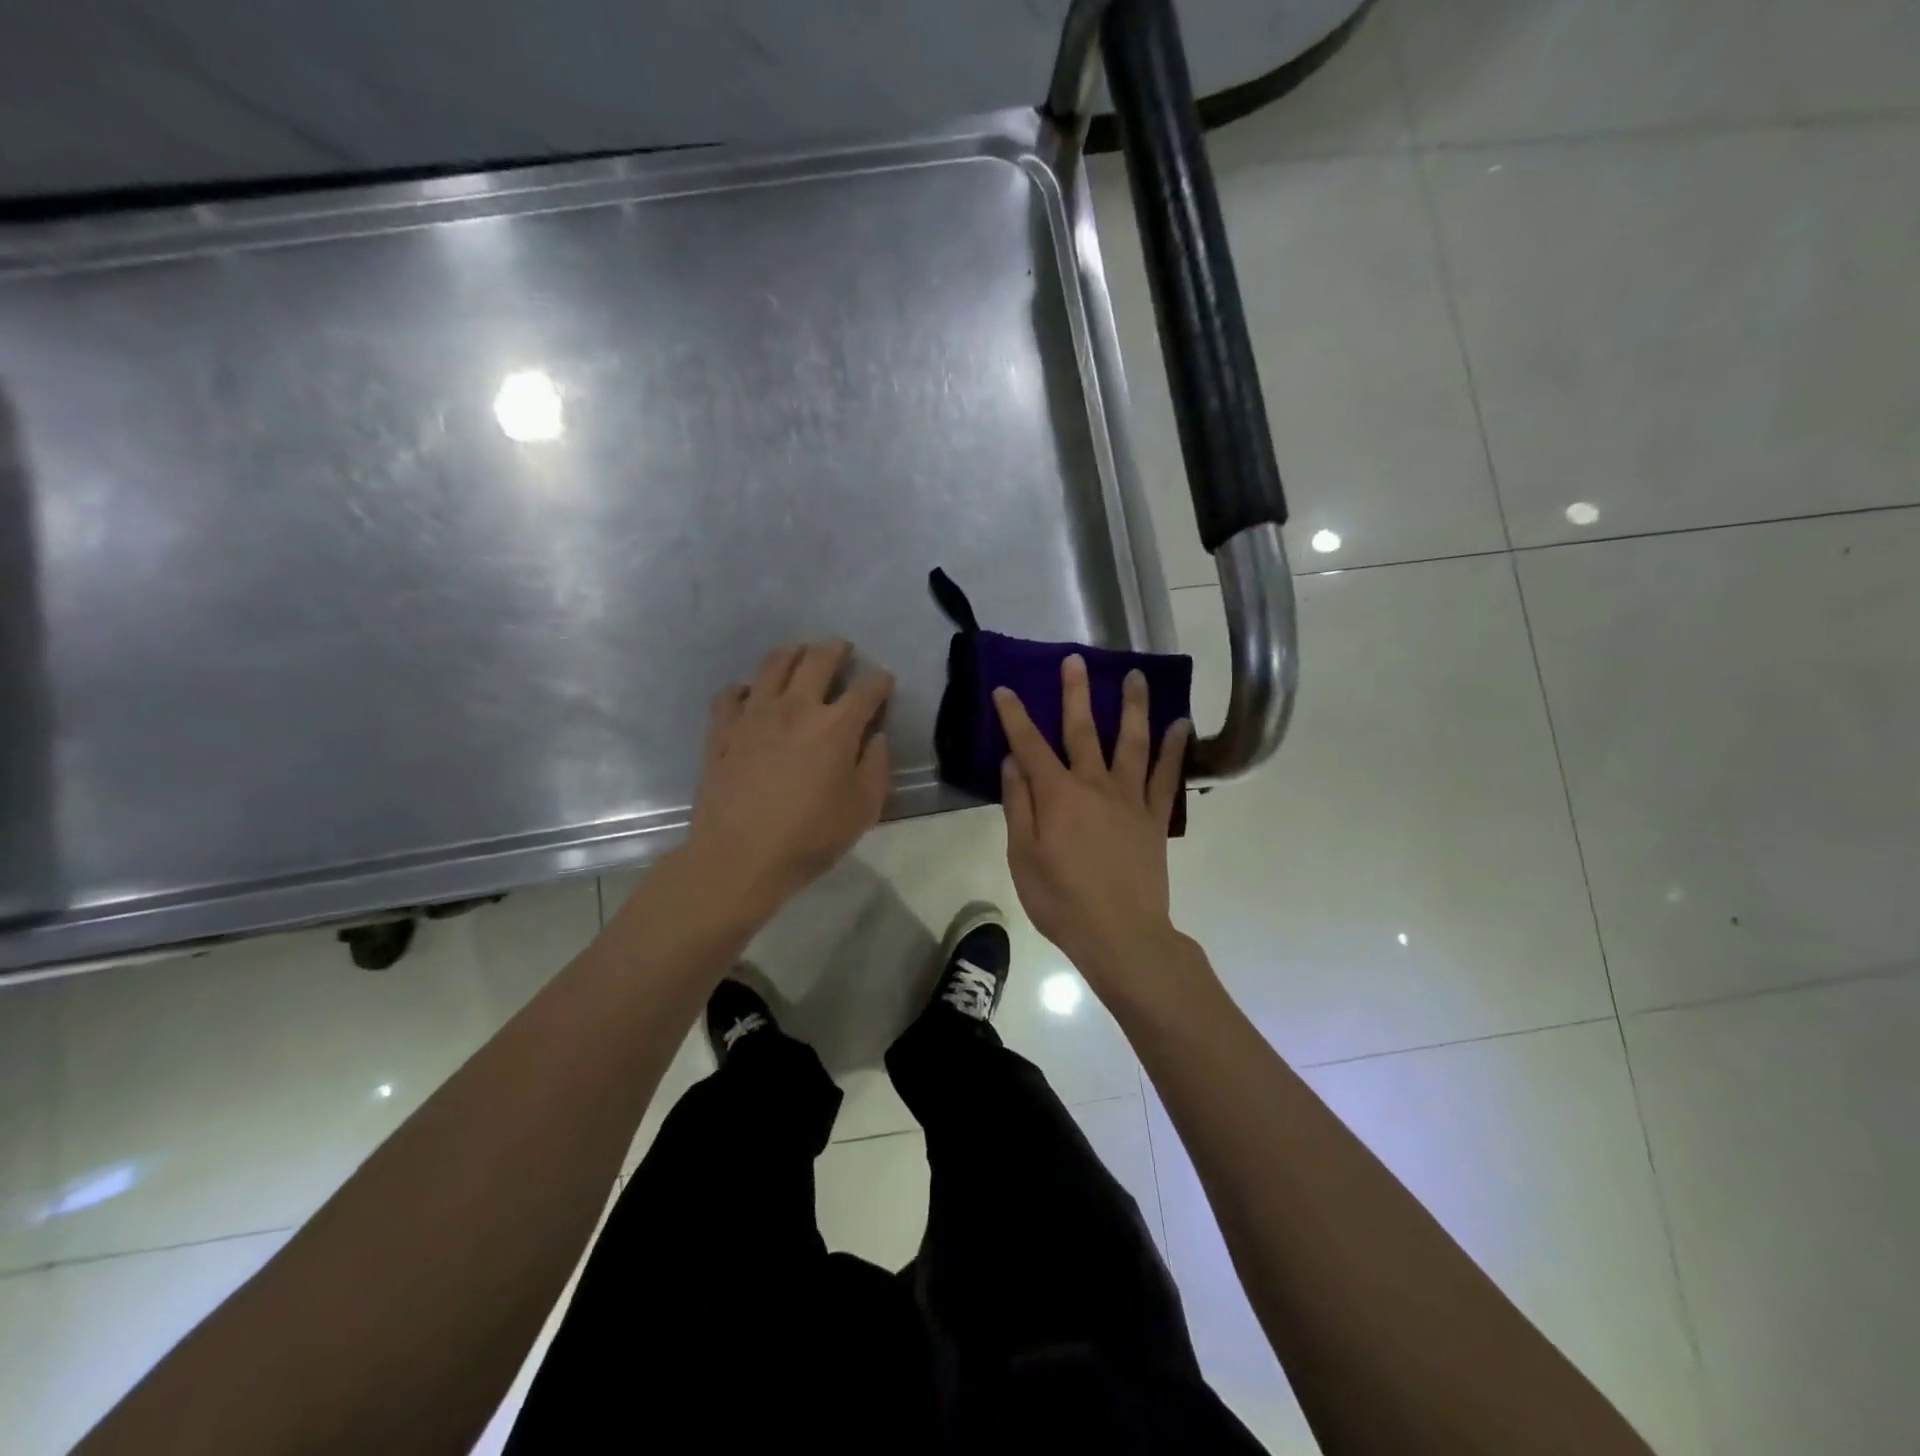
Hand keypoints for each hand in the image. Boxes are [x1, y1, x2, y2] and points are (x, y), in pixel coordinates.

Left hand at [687, 640, 894, 918]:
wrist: (739, 857)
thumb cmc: (810, 837)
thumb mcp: (863, 809)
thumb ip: (876, 766)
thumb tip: (875, 737)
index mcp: (836, 726)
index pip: (866, 690)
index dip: (880, 681)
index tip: (885, 681)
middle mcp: (795, 707)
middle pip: (817, 660)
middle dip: (835, 649)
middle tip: (842, 648)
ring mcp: (753, 715)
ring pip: (773, 664)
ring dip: (792, 653)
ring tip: (800, 654)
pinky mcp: (722, 730)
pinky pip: (731, 694)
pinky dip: (745, 688)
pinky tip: (749, 694)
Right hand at [994, 655, 1191, 980]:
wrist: (1122, 936)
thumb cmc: (1061, 901)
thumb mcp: (1023, 857)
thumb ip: (1018, 805)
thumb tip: (1014, 762)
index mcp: (1058, 796)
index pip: (1030, 745)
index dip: (1015, 716)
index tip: (1005, 689)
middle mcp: (1095, 786)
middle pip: (1084, 731)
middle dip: (1076, 693)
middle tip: (1075, 660)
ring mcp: (1130, 799)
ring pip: (1132, 743)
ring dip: (1133, 707)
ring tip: (1136, 676)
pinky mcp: (1154, 818)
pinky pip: (1166, 777)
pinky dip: (1174, 749)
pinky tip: (1180, 725)